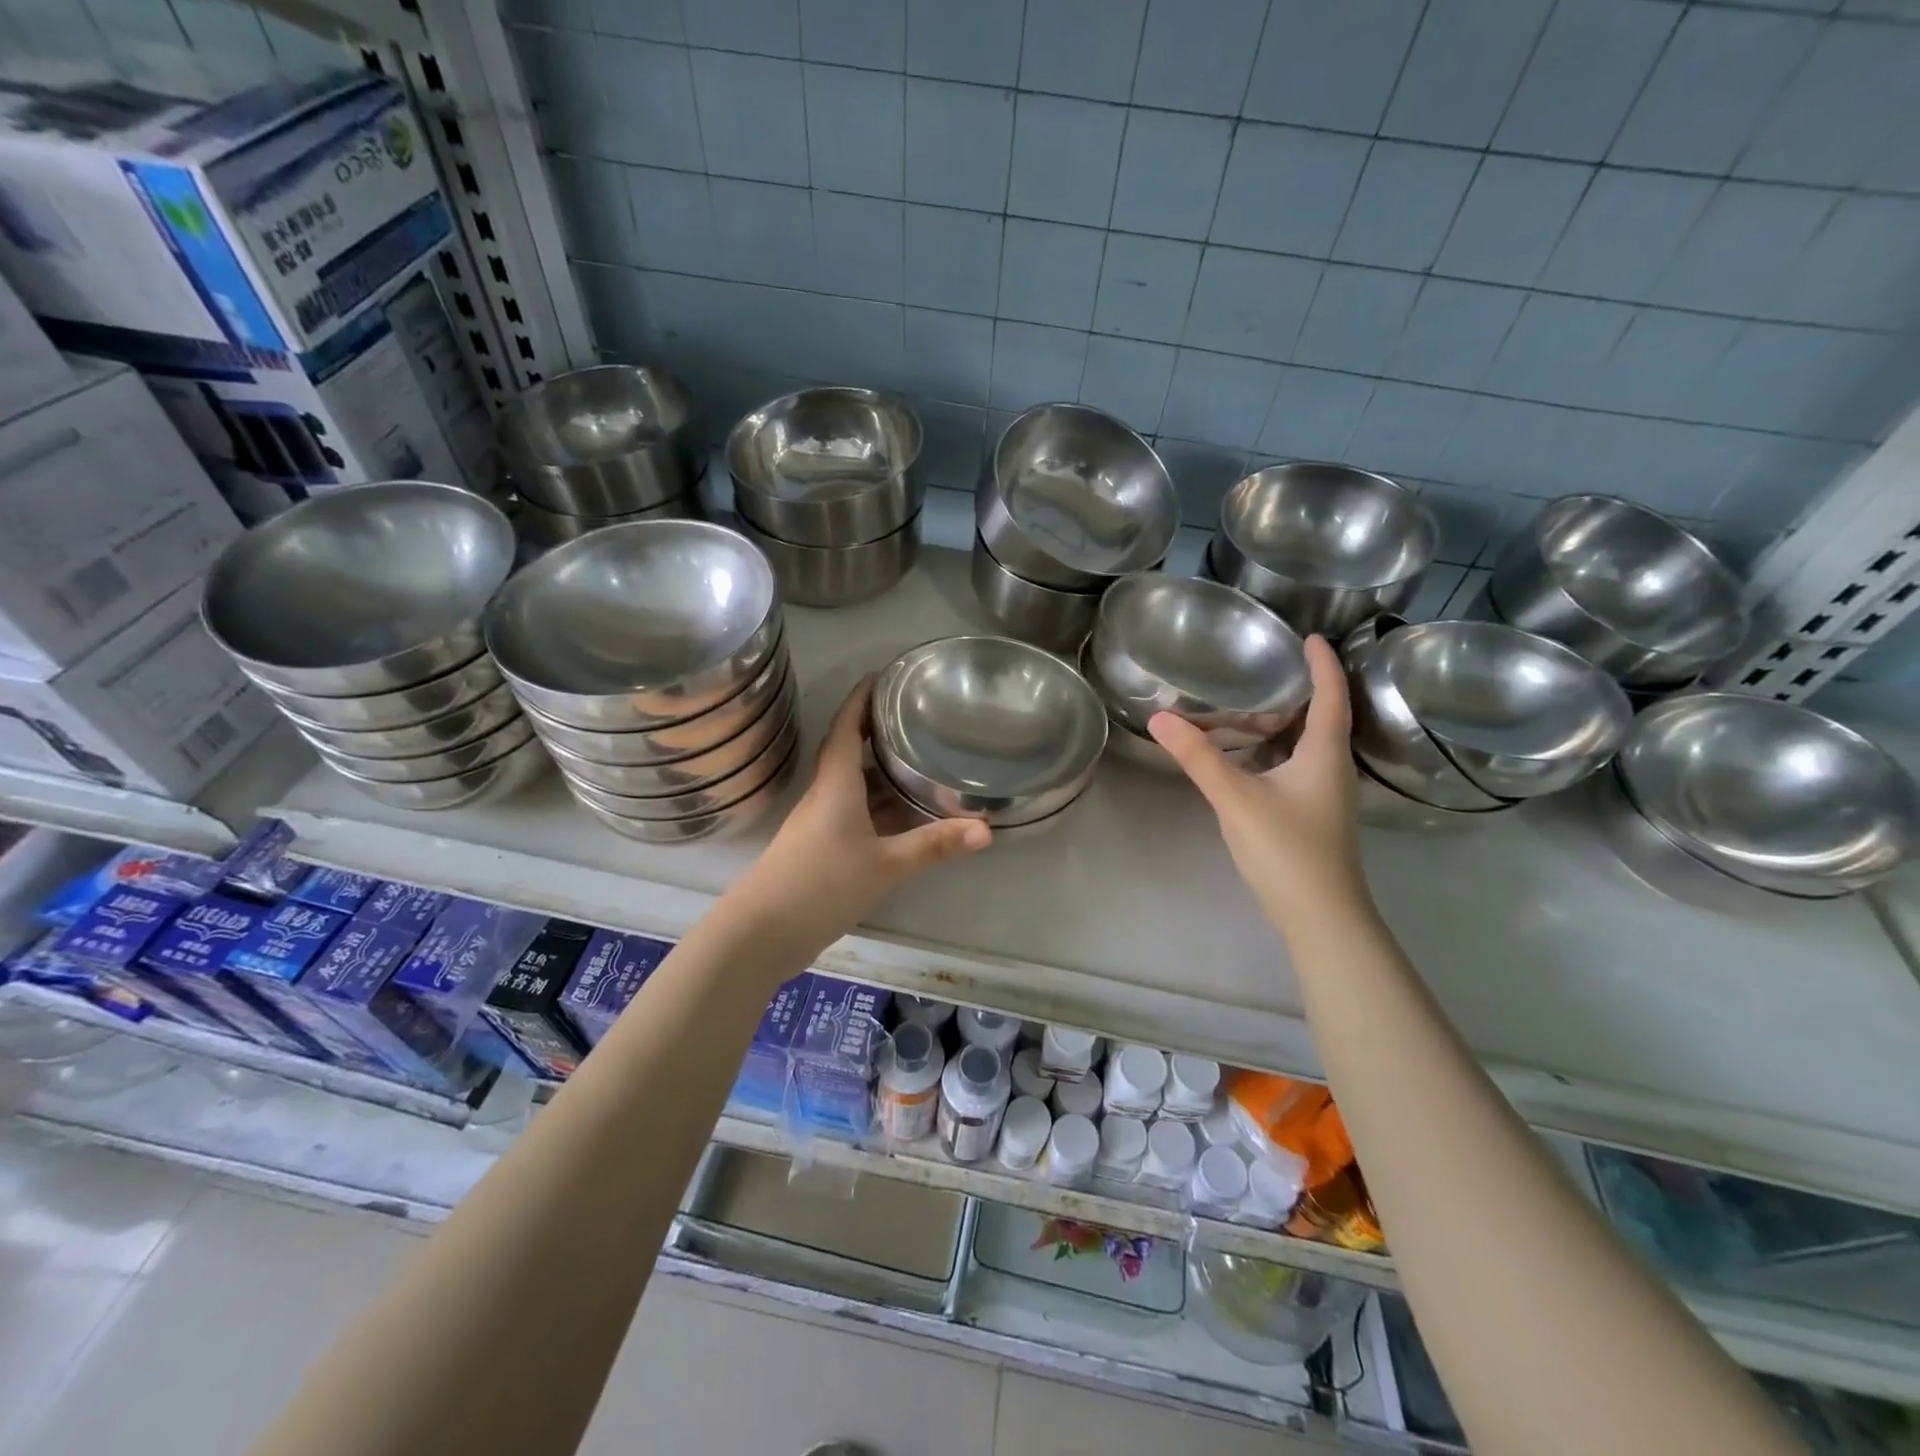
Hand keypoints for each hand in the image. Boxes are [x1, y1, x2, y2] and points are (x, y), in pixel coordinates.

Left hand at [732, 676, 989, 956]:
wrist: (761, 934)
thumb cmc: (821, 884)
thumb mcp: (885, 865)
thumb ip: (934, 845)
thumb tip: (987, 829)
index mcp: (836, 784)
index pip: (846, 727)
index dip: (861, 699)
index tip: (882, 675)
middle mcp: (825, 796)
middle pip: (851, 752)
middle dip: (878, 731)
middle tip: (915, 716)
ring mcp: (820, 825)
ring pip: (854, 787)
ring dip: (881, 772)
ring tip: (918, 759)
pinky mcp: (821, 851)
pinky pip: (855, 815)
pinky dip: (880, 807)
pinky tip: (904, 817)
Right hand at [1149, 635, 1368, 932]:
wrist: (1319, 916)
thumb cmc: (1286, 849)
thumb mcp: (1235, 797)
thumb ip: (1198, 757)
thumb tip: (1159, 717)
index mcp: (1324, 753)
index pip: (1331, 695)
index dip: (1323, 664)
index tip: (1311, 637)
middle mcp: (1330, 767)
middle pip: (1314, 718)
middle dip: (1287, 694)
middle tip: (1253, 673)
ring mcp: (1323, 794)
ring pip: (1300, 746)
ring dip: (1273, 726)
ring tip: (1237, 710)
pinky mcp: (1311, 813)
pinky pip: (1291, 767)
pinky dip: (1267, 753)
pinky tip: (1238, 758)